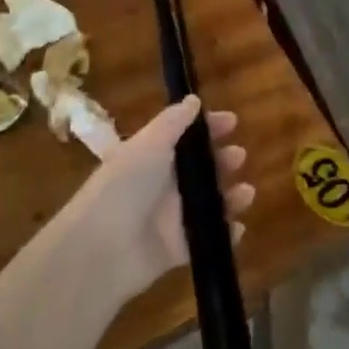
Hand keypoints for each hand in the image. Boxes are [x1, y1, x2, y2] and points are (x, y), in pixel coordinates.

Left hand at [62, 96, 254, 301]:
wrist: (102, 248)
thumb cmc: (126, 186)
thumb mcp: (149, 144)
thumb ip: (173, 122)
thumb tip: (193, 99)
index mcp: (151, 157)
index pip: (184, 137)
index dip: (208, 129)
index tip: (233, 122)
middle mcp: (161, 185)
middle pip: (199, 170)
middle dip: (222, 161)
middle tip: (239, 157)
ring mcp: (170, 219)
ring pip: (208, 203)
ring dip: (230, 197)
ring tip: (246, 193)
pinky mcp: (177, 249)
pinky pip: (207, 238)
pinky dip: (224, 233)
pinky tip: (238, 227)